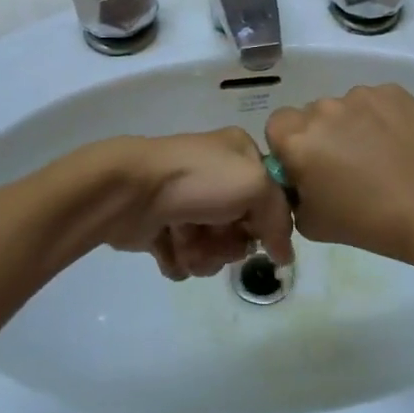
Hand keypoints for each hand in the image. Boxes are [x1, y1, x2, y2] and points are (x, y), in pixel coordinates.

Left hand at [106, 130, 294, 280]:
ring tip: (186, 242)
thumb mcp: (256, 186)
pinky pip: (185, 257)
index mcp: (239, 153)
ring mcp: (187, 201)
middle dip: (229, 242)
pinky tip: (169, 248)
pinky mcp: (162, 226)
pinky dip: (179, 259)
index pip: (270, 195)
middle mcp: (215, 175)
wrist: (129, 190)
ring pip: (214, 247)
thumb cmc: (198, 180)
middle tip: (215, 236)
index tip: (257, 234)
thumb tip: (284, 255)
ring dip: (204, 253)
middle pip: (242, 227)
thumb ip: (279, 219)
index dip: (267, 221)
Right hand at [265, 85, 413, 260]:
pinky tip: (400, 144)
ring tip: (380, 156)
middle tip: (346, 165)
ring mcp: (360, 96)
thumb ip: (294, 194)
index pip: (277, 126)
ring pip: (347, 107)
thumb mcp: (310, 223)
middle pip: (313, 115)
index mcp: (296, 139)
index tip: (309, 166)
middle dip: (324, 135)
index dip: (290, 146)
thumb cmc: (365, 221)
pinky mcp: (393, 92)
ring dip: (354, 125)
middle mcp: (323, 109)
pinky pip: (378, 102)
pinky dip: (383, 119)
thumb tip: (301, 180)